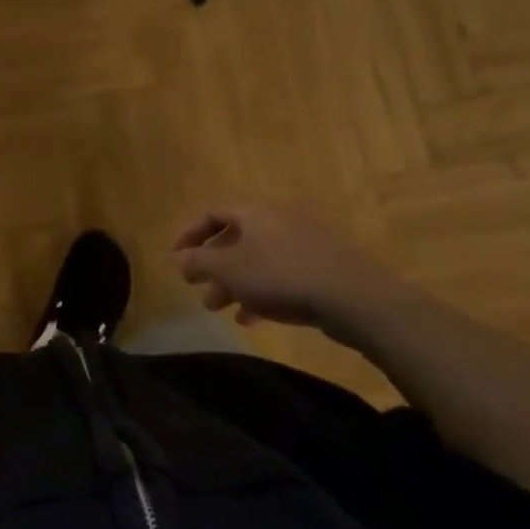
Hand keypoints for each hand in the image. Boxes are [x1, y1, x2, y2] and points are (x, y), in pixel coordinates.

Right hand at [173, 201, 414, 343]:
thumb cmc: (280, 275)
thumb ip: (199, 262)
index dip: (190, 233)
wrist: (353, 296)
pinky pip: (280, 274)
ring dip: (233, 282)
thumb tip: (178, 258)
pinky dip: (261, 292)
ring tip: (218, 308)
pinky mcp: (321, 266)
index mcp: (254, 211)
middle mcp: (277, 219)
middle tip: (195, 288)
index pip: (212, 212)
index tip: (176, 258)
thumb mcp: (229, 269)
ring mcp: (302, 242)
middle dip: (212, 264)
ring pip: (257, 259)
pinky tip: (251, 317)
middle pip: (235, 237)